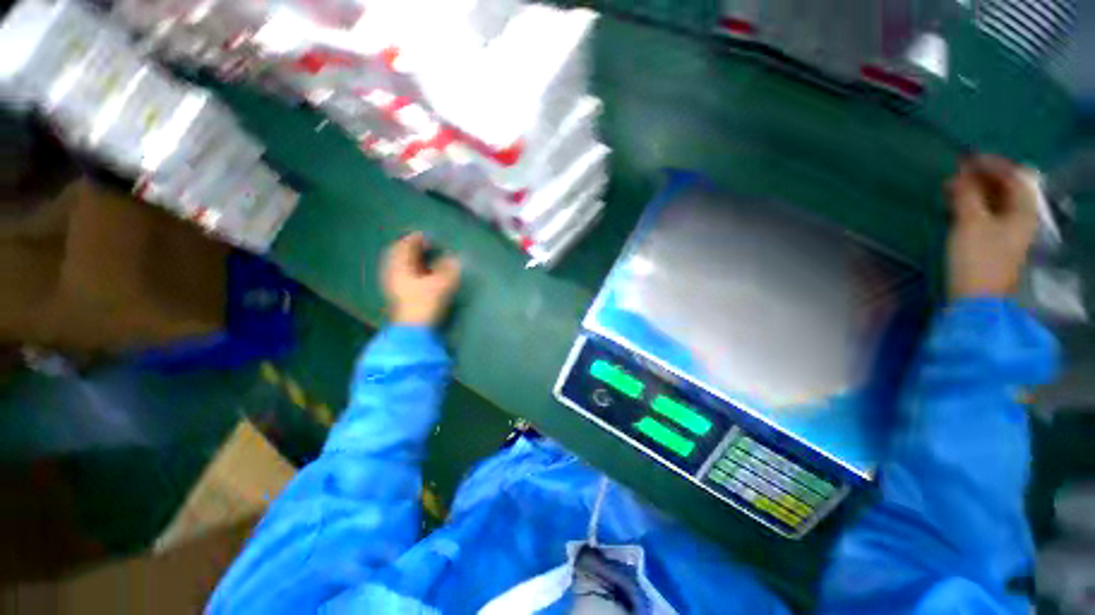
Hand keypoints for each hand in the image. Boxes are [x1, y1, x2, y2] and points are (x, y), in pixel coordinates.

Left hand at [382, 233, 461, 325]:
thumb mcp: (441, 284)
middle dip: (410, 248)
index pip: (405, 246)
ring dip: (409, 258)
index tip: (427, 236)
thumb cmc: (425, 303)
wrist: (413, 329)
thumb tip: (453, 258)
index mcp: (400, 266)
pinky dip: (409, 269)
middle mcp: (392, 272)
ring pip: (398, 265)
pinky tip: (418, 274)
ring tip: (422, 258)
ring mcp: (392, 284)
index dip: (416, 239)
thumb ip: (448, 269)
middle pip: (398, 254)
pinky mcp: (396, 294)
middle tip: (423, 245)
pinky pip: (400, 274)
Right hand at [946, 155, 1039, 300]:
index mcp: (1023, 210)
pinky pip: (985, 213)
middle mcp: (1020, 217)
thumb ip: (967, 196)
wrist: (976, 298)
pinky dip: (971, 204)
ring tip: (951, 186)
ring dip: (974, 190)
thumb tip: (960, 175)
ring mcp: (1007, 231)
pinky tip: (955, 203)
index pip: (1014, 176)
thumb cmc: (977, 258)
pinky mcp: (992, 242)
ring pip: (993, 201)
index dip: (992, 164)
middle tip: (957, 171)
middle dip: (981, 177)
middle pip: (1005, 188)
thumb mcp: (970, 223)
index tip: (967, 159)